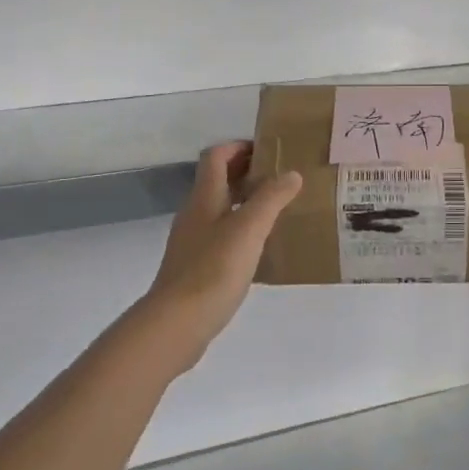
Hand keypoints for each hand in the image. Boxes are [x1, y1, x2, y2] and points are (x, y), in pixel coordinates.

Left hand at [136, 141, 302, 371]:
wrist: (177, 323)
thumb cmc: (214, 269)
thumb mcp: (249, 229)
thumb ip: (271, 198)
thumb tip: (291, 174)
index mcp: (204, 197)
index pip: (216, 156)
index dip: (239, 147)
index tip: (269, 150)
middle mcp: (195, 213)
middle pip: (218, 181)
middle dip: (247, 173)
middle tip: (282, 178)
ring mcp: (193, 241)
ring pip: (221, 209)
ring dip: (246, 202)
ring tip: (278, 209)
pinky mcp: (196, 266)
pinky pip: (221, 235)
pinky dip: (241, 230)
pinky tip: (262, 247)